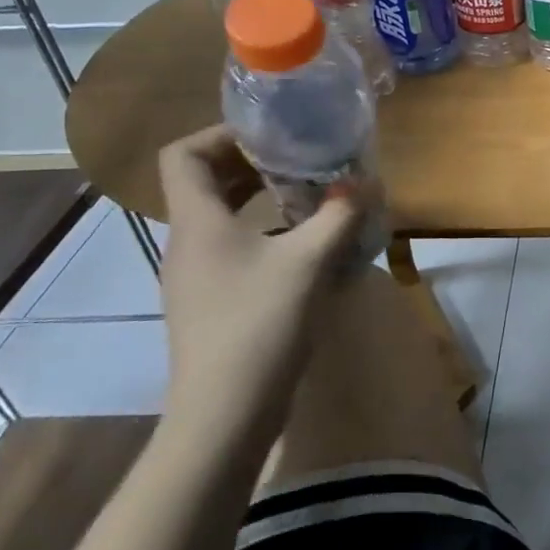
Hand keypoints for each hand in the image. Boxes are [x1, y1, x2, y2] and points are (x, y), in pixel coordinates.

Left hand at [156, 125, 365, 455]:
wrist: (224, 415)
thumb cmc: (259, 325)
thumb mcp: (309, 262)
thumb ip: (339, 216)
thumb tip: (366, 182)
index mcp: (198, 222)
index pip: (184, 155)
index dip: (221, 134)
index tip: (271, 134)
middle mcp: (187, 242)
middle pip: (204, 182)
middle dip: (252, 162)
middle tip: (301, 157)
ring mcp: (195, 276)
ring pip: (220, 216)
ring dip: (259, 197)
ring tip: (308, 194)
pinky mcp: (211, 301)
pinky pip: (231, 247)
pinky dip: (262, 231)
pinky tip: (302, 244)